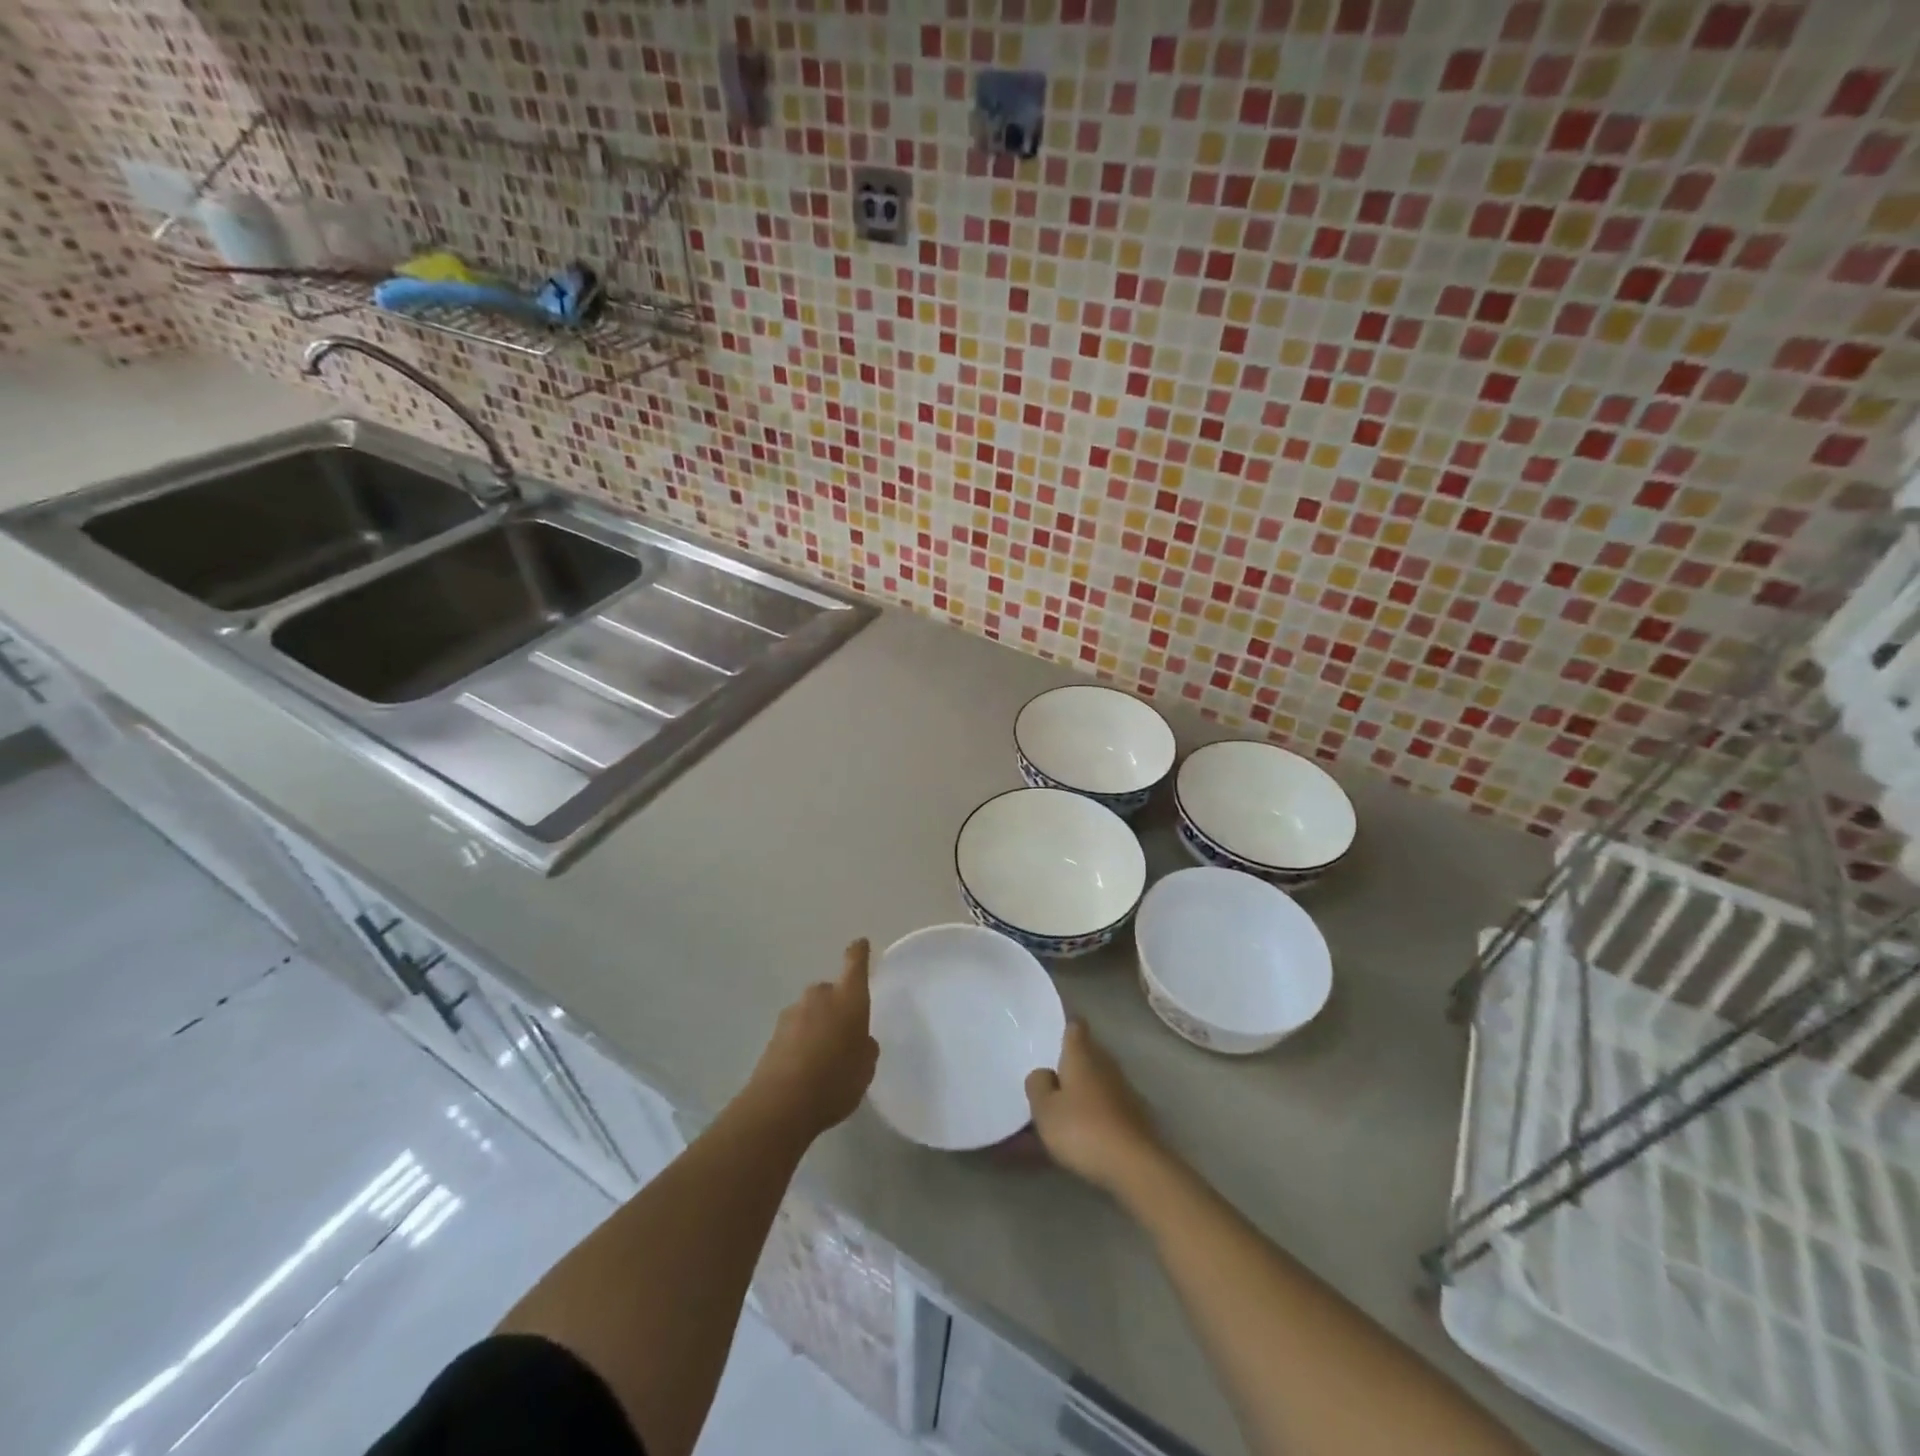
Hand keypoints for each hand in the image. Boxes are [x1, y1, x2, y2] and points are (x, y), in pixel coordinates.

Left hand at [746, 939, 879, 1140]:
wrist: (781, 1104)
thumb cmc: (836, 1080)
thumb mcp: (865, 1068)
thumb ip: (864, 1047)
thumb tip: (858, 1039)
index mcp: (848, 998)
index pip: (855, 964)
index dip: (859, 953)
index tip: (860, 944)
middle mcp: (819, 997)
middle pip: (830, 992)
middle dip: (836, 1006)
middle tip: (843, 1034)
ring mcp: (792, 1013)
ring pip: (810, 1012)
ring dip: (816, 1025)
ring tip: (823, 1058)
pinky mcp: (773, 1035)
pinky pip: (795, 1031)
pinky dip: (800, 1042)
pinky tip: (804, 1069)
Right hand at [1025, 1019, 1163, 1195]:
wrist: (1134, 1166)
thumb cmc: (1082, 1129)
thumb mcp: (1045, 1109)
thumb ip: (1038, 1085)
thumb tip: (1044, 1073)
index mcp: (1081, 1055)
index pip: (1075, 1027)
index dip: (1064, 1028)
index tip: (1052, 1036)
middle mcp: (1105, 1065)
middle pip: (1086, 1055)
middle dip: (1069, 1065)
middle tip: (1048, 1081)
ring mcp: (1123, 1090)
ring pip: (1095, 1083)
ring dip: (1080, 1093)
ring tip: (1059, 1114)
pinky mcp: (1134, 1116)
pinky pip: (1105, 1107)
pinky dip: (1093, 1114)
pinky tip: (1080, 1136)